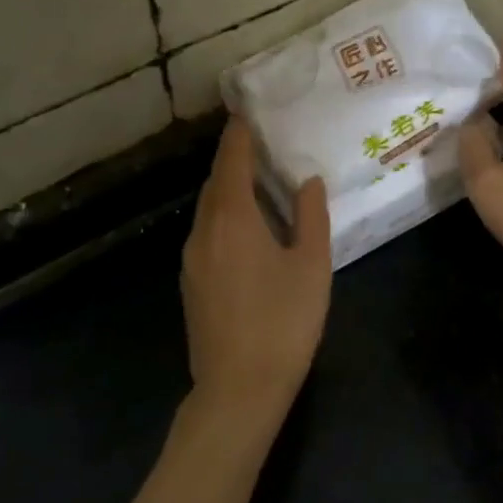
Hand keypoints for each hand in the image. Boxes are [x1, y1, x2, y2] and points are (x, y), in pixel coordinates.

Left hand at [180, 119, 331, 439]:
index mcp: (233, 219)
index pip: (232, 161)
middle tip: (261, 146)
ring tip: (258, 185)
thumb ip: (310, 217)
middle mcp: (204, 231)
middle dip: (234, 161)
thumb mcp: (311, 266)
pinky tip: (247, 232)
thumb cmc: (283, 323)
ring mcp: (192, 259)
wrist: (238, 389)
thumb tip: (307, 181)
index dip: (239, 135)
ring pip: (208, 210)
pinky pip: (206, 234)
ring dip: (229, 191)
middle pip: (215, 183)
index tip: (247, 113)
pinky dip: (224, 218)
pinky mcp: (191, 283)